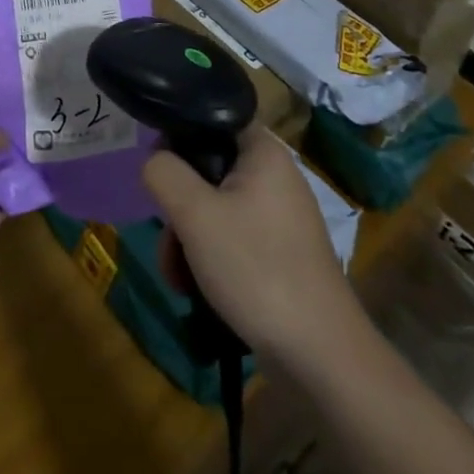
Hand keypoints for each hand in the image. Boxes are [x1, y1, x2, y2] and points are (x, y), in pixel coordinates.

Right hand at [143, 127, 363, 365]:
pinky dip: (210, 258)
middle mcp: (274, 176)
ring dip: (188, 239)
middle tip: (169, 239)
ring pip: (215, 208)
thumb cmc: (257, 269)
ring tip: (178, 277)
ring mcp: (279, 217)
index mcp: (263, 152)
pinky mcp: (279, 252)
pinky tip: (197, 290)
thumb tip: (154, 160)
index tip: (158, 168)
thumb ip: (164, 173)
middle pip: (208, 170)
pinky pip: (232, 238)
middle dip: (179, 206)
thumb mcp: (195, 214)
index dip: (180, 135)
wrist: (320, 355)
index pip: (213, 118)